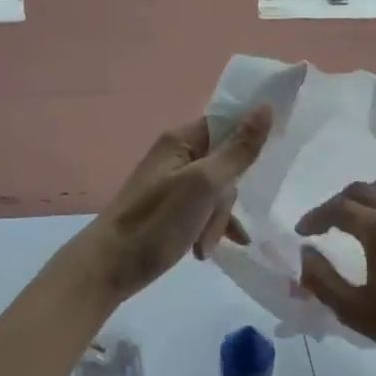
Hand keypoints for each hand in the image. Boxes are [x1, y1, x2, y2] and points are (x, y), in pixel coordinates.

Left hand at [79, 105, 273, 302]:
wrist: (107, 268)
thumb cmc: (156, 222)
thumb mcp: (204, 185)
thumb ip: (238, 150)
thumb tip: (266, 107)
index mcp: (181, 140)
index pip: (227, 123)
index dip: (249, 138)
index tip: (268, 161)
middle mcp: (177, 156)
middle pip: (226, 163)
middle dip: (227, 197)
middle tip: (214, 222)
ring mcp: (174, 184)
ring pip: (218, 192)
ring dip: (217, 220)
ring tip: (205, 247)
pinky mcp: (172, 210)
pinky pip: (204, 211)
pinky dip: (209, 229)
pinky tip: (207, 251)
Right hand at [298, 179, 375, 373]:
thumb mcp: (355, 312)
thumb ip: (322, 279)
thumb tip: (306, 252)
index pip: (338, 208)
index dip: (316, 217)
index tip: (303, 232)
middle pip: (362, 190)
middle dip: (338, 203)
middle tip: (325, 224)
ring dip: (366, 198)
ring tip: (356, 219)